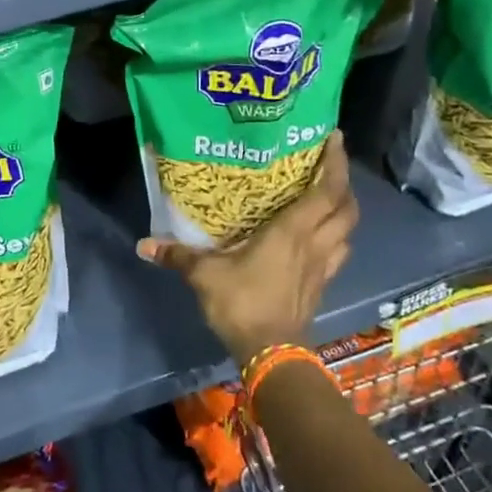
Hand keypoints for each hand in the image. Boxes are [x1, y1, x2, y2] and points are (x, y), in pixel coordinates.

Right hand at [138, 131, 357, 366]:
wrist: (270, 353)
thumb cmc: (242, 303)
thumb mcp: (204, 275)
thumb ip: (177, 255)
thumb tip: (144, 243)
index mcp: (293, 231)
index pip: (327, 190)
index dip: (335, 163)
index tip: (334, 138)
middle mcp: (315, 243)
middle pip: (346, 207)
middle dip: (343, 183)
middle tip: (329, 165)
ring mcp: (323, 266)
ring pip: (348, 230)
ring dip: (344, 210)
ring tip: (328, 196)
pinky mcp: (321, 285)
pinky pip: (338, 252)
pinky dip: (336, 237)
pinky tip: (321, 236)